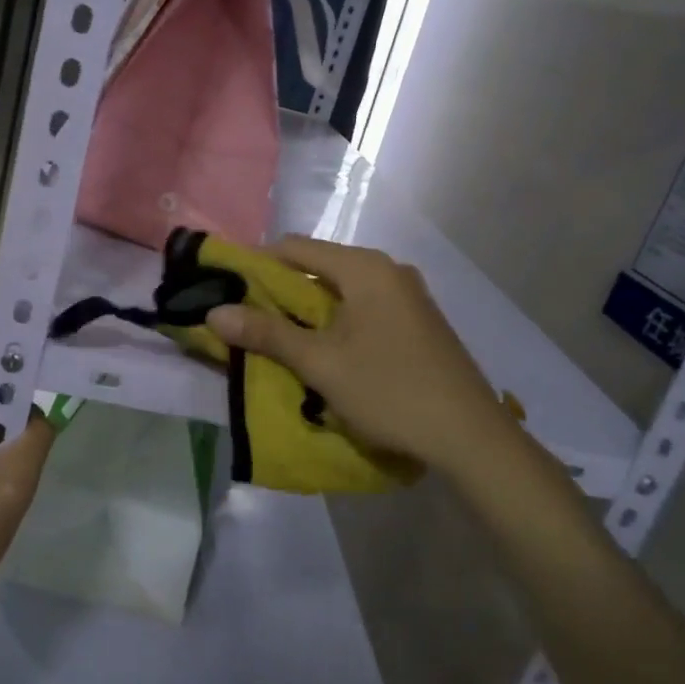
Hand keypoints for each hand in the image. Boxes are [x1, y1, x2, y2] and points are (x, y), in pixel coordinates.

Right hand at [207, 236, 513, 476]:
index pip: (295, 248)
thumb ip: (267, 334)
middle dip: (283, 291)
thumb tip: (214, 312)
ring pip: (343, 290)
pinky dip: (339, 320)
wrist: (470, 435)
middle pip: (320, 267)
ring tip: (283, 339)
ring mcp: (409, 295)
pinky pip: (366, 306)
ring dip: (310, 310)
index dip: (257, 265)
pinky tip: (328, 350)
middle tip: (251, 320)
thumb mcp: (321, 363)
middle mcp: (388, 270)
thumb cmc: (389, 390)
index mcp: (364, 268)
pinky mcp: (419, 320)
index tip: (229, 290)